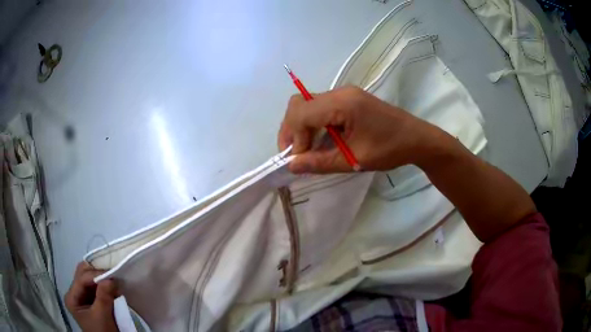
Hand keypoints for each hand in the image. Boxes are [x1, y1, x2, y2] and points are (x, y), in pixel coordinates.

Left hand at [65, 262, 118, 331]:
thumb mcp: (103, 317)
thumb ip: (104, 297)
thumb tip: (111, 279)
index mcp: (72, 298)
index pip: (81, 279)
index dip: (95, 274)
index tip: (112, 275)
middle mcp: (74, 294)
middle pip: (83, 275)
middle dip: (97, 272)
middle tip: (111, 274)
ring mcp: (82, 297)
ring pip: (89, 279)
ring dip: (101, 278)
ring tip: (113, 280)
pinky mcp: (91, 300)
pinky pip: (95, 287)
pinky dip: (103, 285)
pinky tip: (112, 287)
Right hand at [278, 86, 441, 173]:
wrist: (417, 138)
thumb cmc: (390, 149)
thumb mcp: (355, 159)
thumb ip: (320, 162)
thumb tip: (292, 166)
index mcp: (343, 103)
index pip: (301, 112)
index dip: (293, 137)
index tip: (298, 159)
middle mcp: (340, 93)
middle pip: (300, 104)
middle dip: (291, 129)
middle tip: (295, 153)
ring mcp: (345, 94)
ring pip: (308, 105)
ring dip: (301, 127)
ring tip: (306, 150)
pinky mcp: (349, 100)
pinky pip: (321, 108)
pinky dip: (314, 124)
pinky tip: (321, 141)